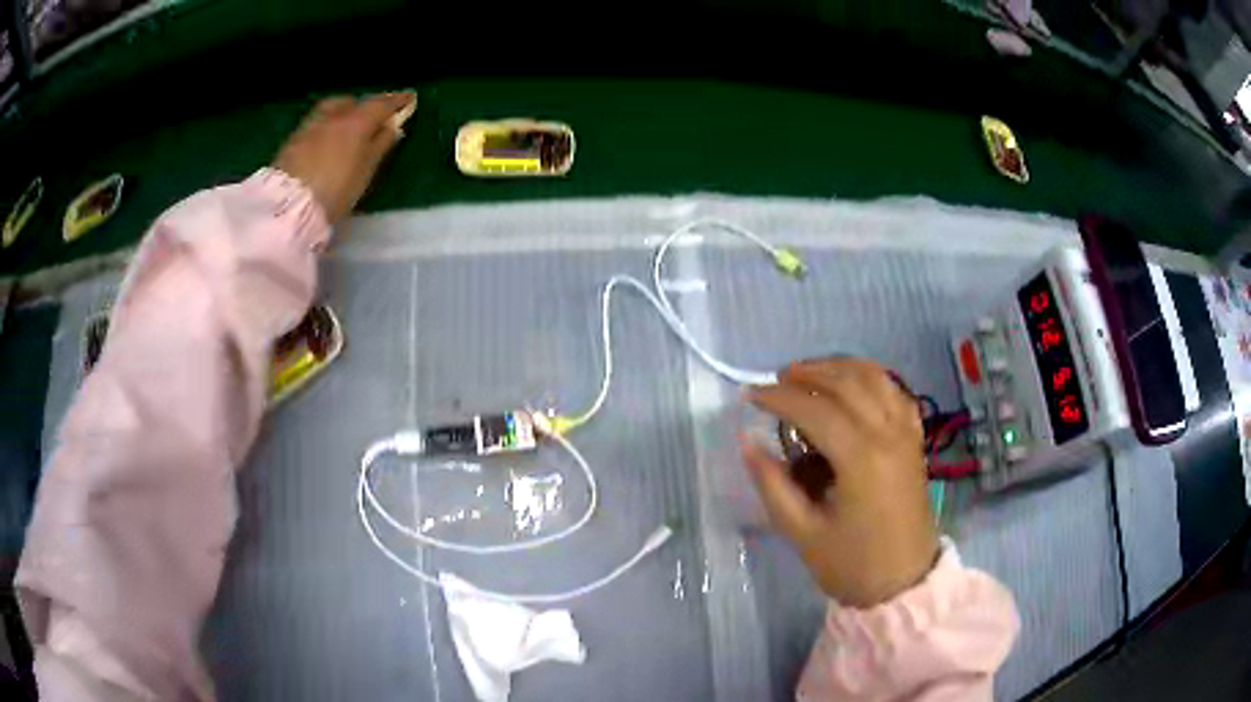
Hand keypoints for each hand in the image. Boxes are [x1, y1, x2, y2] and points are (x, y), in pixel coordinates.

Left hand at [272, 92, 416, 222]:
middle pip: (352, 102)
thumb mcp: (366, 171)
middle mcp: (333, 116)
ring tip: (347, 129)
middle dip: (364, 106)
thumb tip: (393, 127)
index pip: (381, 104)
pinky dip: (326, 127)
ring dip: (342, 114)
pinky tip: (325, 141)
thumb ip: (381, 145)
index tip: (409, 98)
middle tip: (373, 118)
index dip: (397, 101)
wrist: (289, 207)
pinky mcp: (293, 140)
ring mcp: (310, 125)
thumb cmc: (336, 191)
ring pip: (331, 110)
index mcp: (356, 120)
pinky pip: (316, 124)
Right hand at [743, 358, 938, 607]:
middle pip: (846, 382)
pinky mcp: (915, 439)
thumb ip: (772, 484)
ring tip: (808, 374)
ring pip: (874, 377)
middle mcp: (888, 434)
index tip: (749, 397)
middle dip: (807, 373)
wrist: (902, 584)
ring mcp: (906, 433)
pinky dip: (870, 378)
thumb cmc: (850, 564)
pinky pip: (895, 392)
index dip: (778, 397)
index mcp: (861, 459)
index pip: (815, 409)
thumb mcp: (802, 532)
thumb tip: (747, 442)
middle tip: (776, 381)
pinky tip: (851, 386)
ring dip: (839, 367)